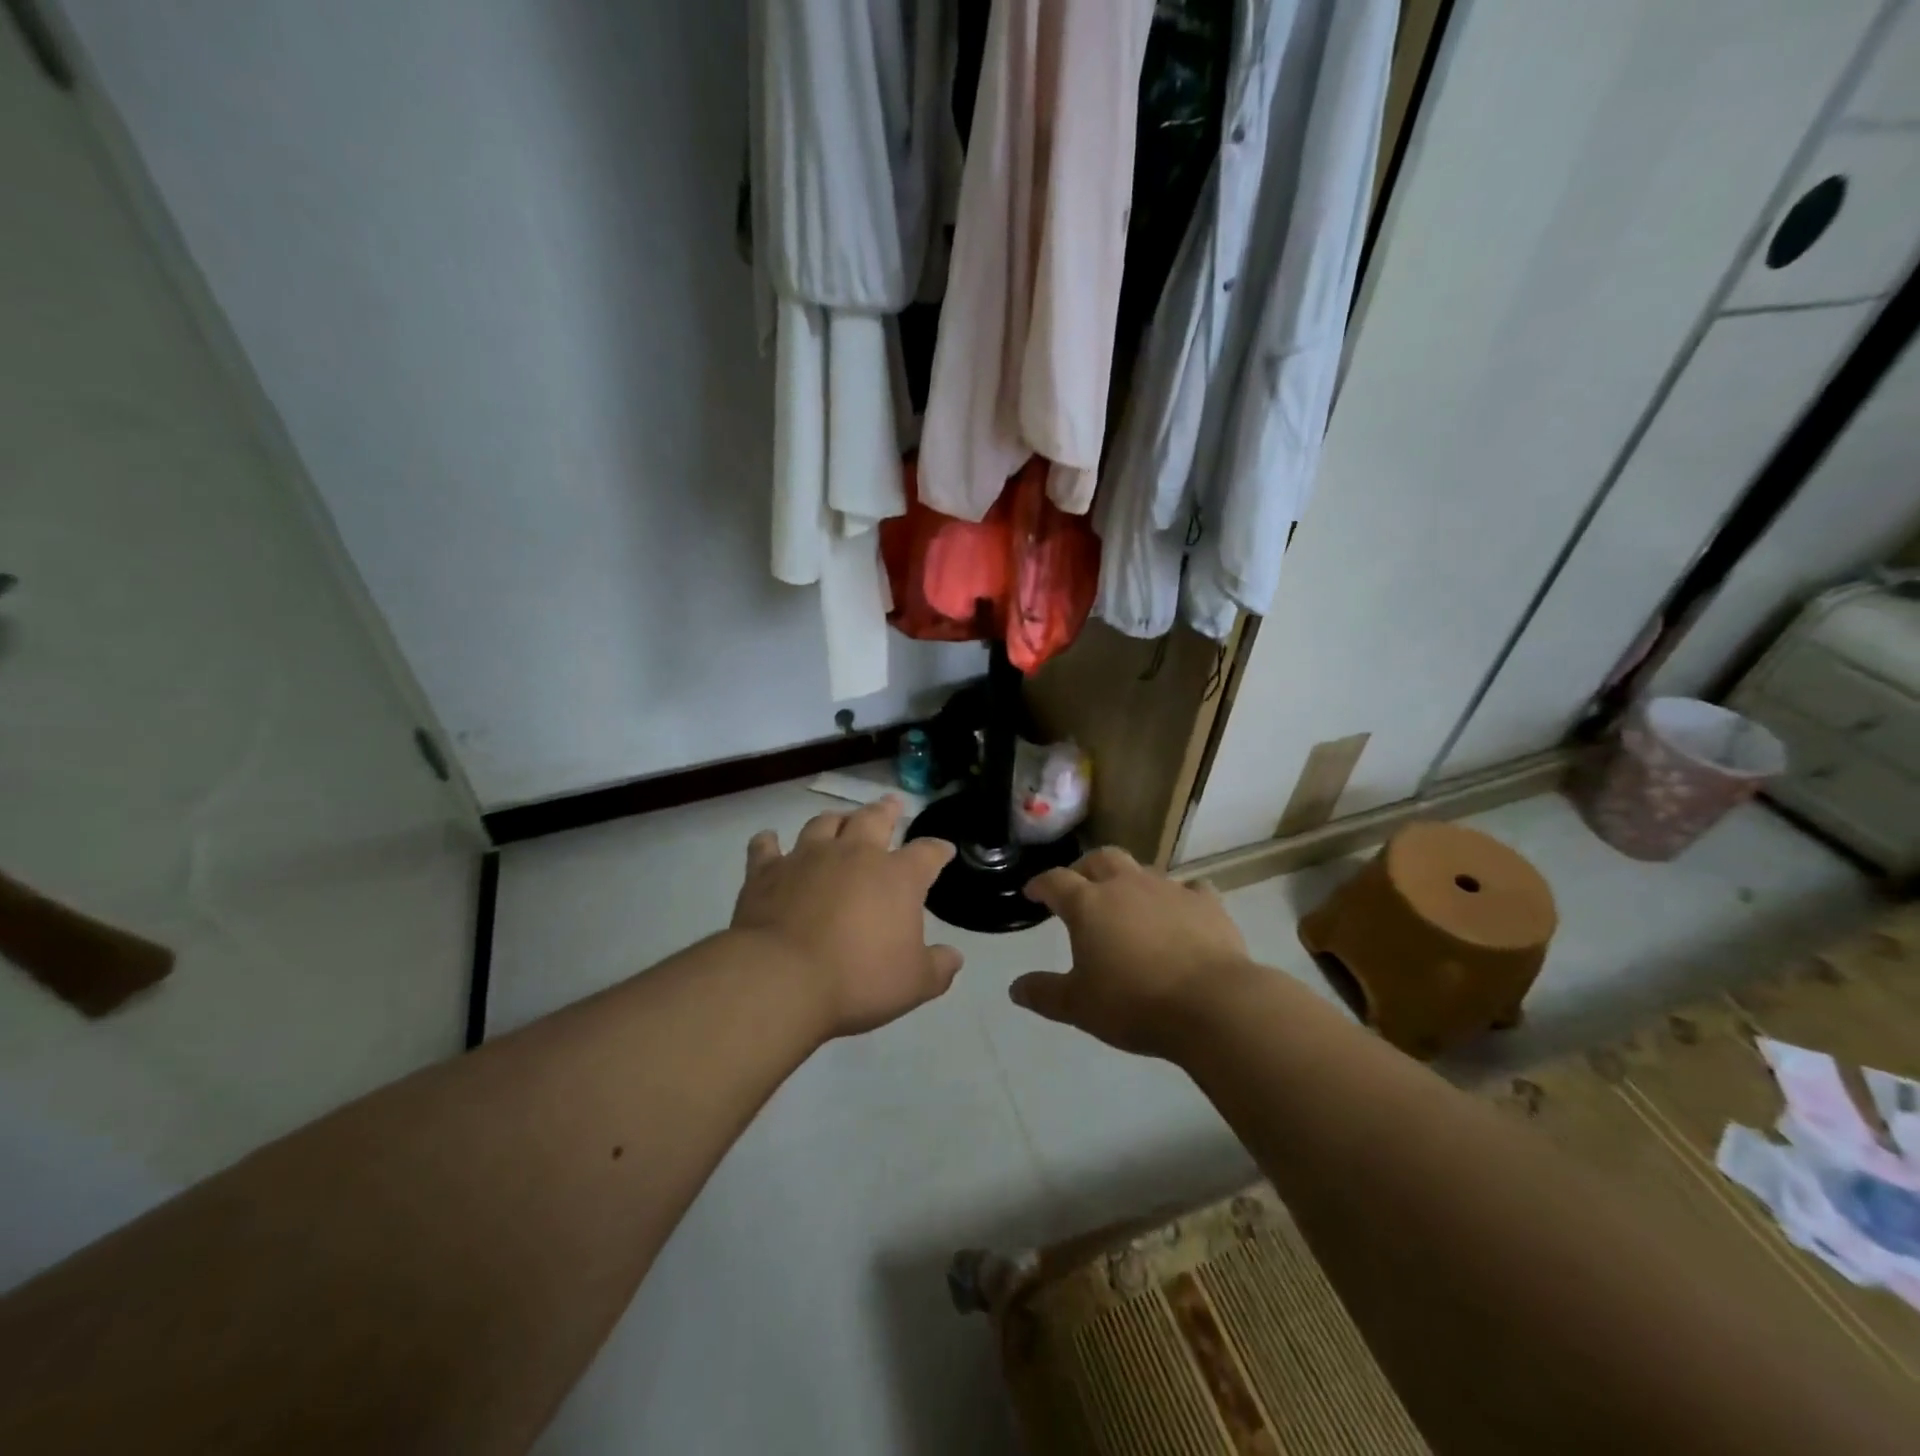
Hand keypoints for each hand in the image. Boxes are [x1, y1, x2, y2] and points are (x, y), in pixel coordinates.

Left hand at [731, 797, 962, 1038]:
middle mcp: (854, 854)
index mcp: (897, 877)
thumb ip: (938, 968)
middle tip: (892, 803)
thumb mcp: (913, 984)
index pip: (927, 854)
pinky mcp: (767, 871)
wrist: (782, 977)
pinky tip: (768, 839)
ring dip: (835, 819)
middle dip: (887, 810)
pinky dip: (768, 842)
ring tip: (840, 819)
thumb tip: (953, 957)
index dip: (938, 850)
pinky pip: (766, 848)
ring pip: (824, 823)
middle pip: (874, 819)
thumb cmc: (858, 979)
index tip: (944, 850)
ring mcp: (807, 857)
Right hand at [1012, 847, 1253, 1058]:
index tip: (1032, 893)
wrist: (1213, 1004)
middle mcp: (1126, 886)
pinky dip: (1179, 896)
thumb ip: (1044, 994)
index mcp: (1089, 904)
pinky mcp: (1207, 903)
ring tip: (1128, 901)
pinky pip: (1190, 889)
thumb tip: (1015, 988)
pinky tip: (1181, 911)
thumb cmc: (1135, 1004)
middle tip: (1079, 885)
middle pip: (1100, 859)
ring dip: (1130, 880)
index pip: (1055, 882)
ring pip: (1143, 869)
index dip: (1041, 885)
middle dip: (1085, 868)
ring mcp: (1169, 889)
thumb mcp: (1079, 1007)